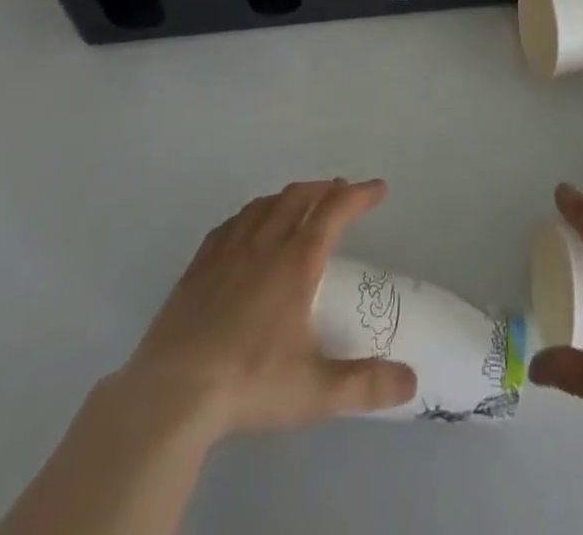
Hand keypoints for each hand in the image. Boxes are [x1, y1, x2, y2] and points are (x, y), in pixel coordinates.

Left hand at [115, 178, 417, 440]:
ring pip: (265, 204)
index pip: (335, 210)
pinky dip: (252, 213)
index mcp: (297, 260)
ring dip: (290, 196)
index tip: (378, 188)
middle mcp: (265, 243)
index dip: (359, 194)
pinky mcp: (198, 266)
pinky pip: (232, 223)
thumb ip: (365, 385)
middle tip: (342, 191)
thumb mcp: (315, 391)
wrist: (171, 395)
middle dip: (325, 189)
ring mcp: (228, 250)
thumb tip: (411, 383)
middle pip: (300, 196)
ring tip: (301, 202)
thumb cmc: (249, 382)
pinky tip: (249, 226)